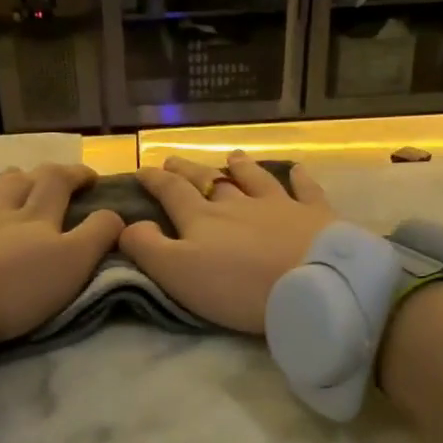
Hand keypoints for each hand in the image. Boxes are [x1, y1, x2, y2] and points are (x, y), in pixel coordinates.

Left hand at [0, 164, 121, 342]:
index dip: (77, 175)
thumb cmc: (15, 289)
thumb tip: (116, 213)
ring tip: (10, 176)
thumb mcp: (72, 264)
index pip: (59, 183)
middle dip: (41, 175)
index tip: (91, 178)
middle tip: (53, 177)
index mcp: (36, 217)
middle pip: (21, 183)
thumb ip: (96, 236)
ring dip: (0, 180)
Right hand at [117, 152, 336, 333]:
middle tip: (175, 160)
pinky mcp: (315, 216)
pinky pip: (305, 190)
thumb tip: (127, 224)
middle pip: (209, 181)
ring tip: (233, 156)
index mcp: (202, 219)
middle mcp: (238, 204)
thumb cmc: (237, 286)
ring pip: (255, 179)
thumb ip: (148, 248)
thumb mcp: (178, 273)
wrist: (310, 285)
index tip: (142, 170)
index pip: (172, 192)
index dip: (154, 180)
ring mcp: (279, 205)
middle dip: (189, 170)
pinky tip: (297, 169)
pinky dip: (299, 178)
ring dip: (241, 167)